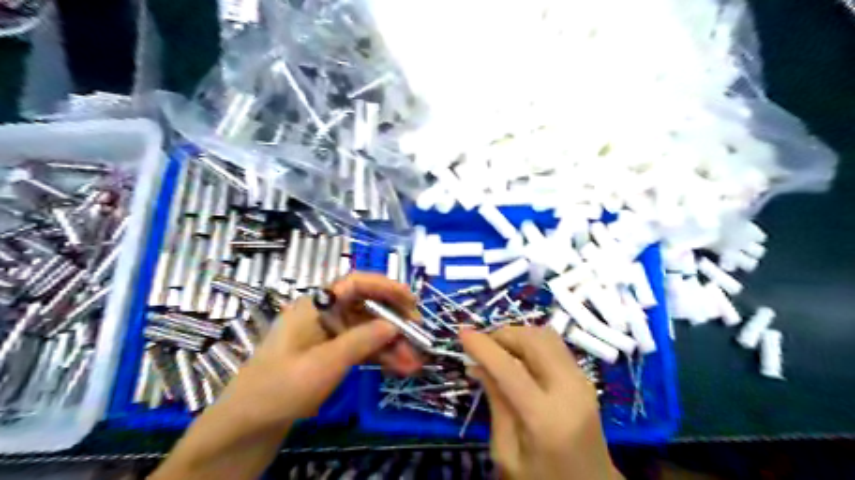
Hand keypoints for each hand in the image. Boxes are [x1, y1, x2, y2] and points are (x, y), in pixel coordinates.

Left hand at [220, 272, 419, 424]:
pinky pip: (361, 347)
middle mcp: (325, 314)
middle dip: (394, 321)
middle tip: (419, 336)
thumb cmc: (281, 387)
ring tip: (415, 362)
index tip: (411, 300)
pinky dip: (380, 355)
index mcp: (316, 306)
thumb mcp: (324, 363)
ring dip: (392, 343)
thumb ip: (362, 340)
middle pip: (366, 306)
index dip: (385, 286)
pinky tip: (399, 367)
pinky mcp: (331, 353)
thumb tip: (395, 325)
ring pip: (368, 329)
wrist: (248, 425)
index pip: (355, 283)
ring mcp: (328, 334)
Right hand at [461, 327, 621, 479]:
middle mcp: (570, 391)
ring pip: (546, 336)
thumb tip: (478, 365)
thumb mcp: (507, 453)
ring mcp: (582, 381)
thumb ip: (496, 404)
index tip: (462, 333)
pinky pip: (554, 345)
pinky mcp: (585, 377)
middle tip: (482, 347)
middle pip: (534, 341)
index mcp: (547, 419)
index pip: (511, 370)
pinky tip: (517, 358)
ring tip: (498, 351)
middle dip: (503, 335)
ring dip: (517, 336)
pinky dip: (531, 342)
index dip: (484, 348)